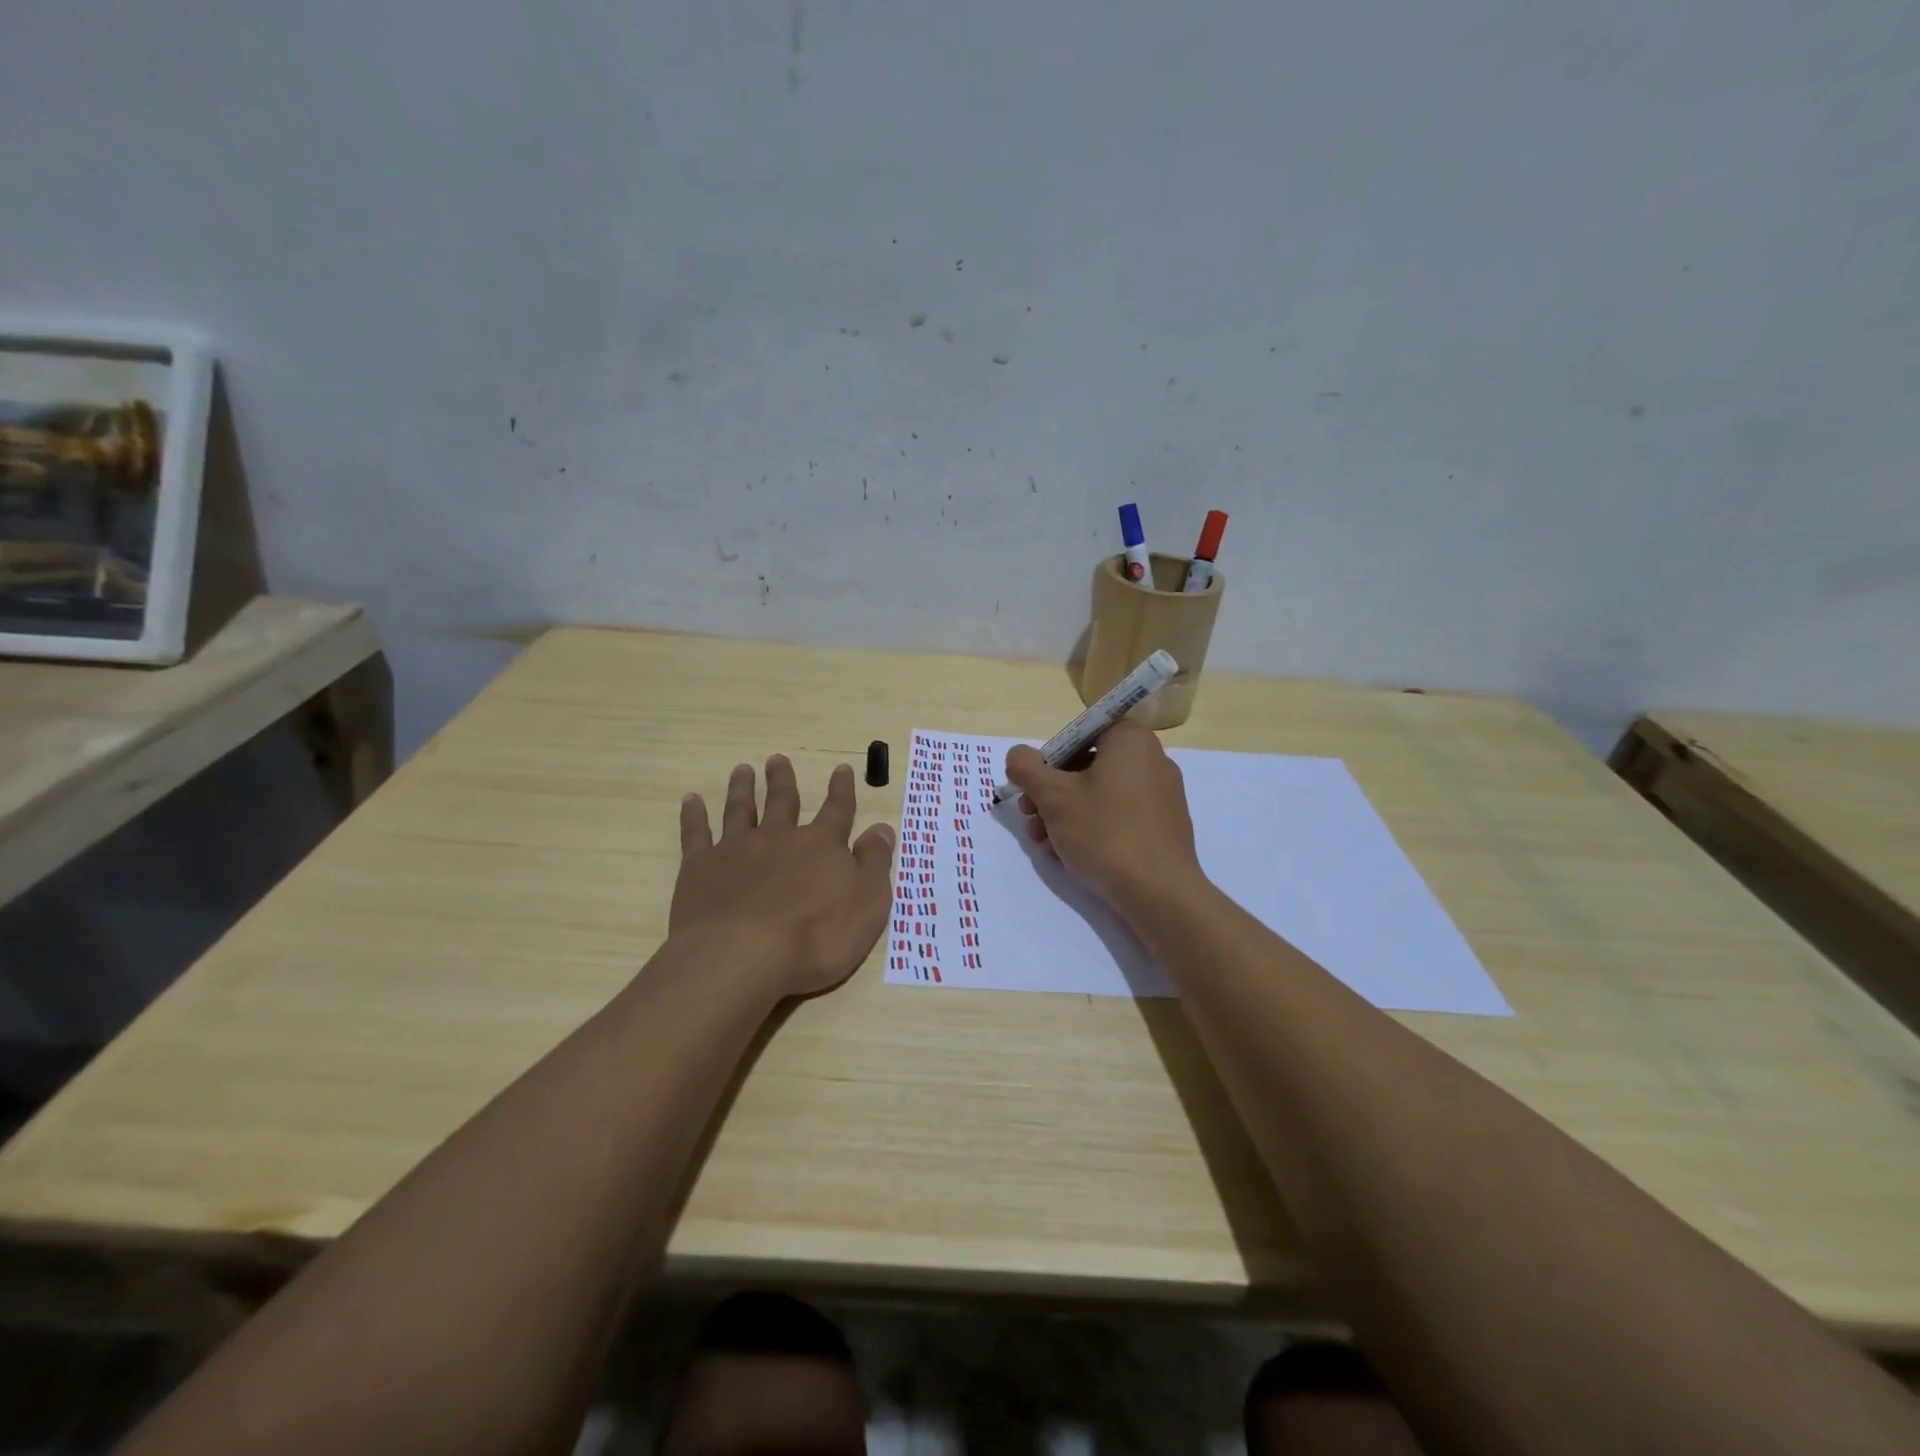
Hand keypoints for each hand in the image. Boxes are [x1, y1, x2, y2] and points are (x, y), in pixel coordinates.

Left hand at [672, 755, 896, 998]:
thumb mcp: (867, 903)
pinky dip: (694, 815)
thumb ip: (874, 863)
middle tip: (777, 759)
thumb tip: (882, 828)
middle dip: (782, 780)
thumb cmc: (816, 937)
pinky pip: (697, 834)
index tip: (842, 768)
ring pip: (741, 810)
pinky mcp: (700, 868)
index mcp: (821, 846)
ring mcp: (736, 850)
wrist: (743, 956)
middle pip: (783, 801)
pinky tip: (691, 800)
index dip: (842, 790)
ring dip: (742, 788)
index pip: (837, 810)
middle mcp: (779, 838)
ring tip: (742, 770)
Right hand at [1004, 721, 1204, 916]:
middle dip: (1051, 793)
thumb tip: (1018, 756)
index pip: (1079, 733)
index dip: (1049, 758)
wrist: (1159, 892)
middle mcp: (1153, 759)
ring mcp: (1162, 794)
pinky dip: (1092, 828)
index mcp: (1130, 740)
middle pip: (1087, 765)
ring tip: (1044, 844)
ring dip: (1065, 814)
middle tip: (1030, 818)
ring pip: (1100, 794)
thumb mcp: (1053, 796)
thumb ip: (1026, 768)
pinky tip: (1069, 855)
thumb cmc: (1104, 832)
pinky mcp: (1164, 825)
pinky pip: (1119, 815)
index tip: (1033, 786)